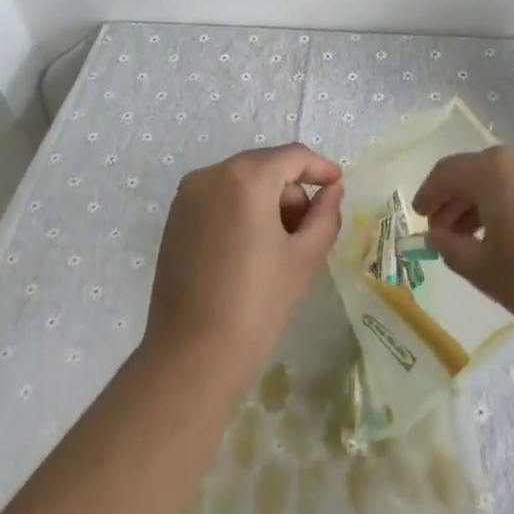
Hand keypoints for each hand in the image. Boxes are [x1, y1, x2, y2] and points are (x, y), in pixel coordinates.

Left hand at [144, 144, 344, 388]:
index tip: (338, 184)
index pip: (292, 157)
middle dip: (292, 190)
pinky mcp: (174, 219)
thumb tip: (331, 190)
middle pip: (265, 166)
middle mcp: (211, 175)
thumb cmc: (256, 304)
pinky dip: (241, 210)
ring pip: (241, 182)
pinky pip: (219, 198)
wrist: (191, 356)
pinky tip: (251, 248)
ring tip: (281, 245)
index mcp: (245, 178)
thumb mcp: (304, 257)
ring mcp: (187, 196)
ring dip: (267, 201)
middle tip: (310, 228)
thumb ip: (325, 214)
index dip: (319, 167)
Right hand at [411, 144, 513, 348]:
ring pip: (505, 178)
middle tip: (444, 233)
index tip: (419, 217)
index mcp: (494, 170)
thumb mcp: (485, 271)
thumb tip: (438, 234)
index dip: (428, 194)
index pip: (447, 172)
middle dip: (456, 200)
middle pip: (477, 172)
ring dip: (484, 203)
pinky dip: (512, 204)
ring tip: (476, 239)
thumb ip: (451, 247)